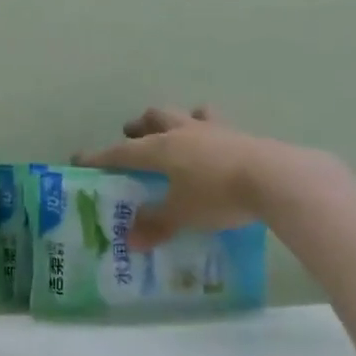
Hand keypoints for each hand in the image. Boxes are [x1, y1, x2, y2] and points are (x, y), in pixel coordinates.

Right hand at [76, 107, 327, 247]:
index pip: (121, 151)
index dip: (100, 157)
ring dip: (177, 121)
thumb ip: (157, 224)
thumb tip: (131, 240)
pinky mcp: (241, 136)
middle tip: (133, 135)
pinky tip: (216, 147)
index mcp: (161, 148)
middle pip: (156, 118)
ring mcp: (214, 130)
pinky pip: (218, 127)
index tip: (80, 159)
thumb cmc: (218, 195)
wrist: (275, 179)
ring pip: (188, 114)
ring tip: (177, 132)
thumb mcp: (183, 214)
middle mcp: (183, 132)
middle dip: (140, 126)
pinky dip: (210, 133)